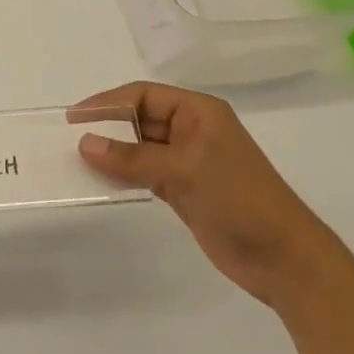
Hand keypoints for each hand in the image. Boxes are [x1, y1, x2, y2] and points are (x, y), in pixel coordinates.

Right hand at [76, 82, 342, 307]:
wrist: (284, 258)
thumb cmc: (239, 199)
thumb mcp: (184, 170)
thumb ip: (132, 157)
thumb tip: (84, 143)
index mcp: (199, 112)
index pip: (143, 95)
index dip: (108, 102)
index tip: (74, 116)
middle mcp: (192, 130)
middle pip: (140, 119)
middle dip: (107, 127)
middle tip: (69, 139)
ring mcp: (188, 161)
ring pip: (140, 148)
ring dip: (113, 153)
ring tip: (77, 160)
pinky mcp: (183, 189)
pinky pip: (144, 173)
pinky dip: (123, 175)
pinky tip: (101, 180)